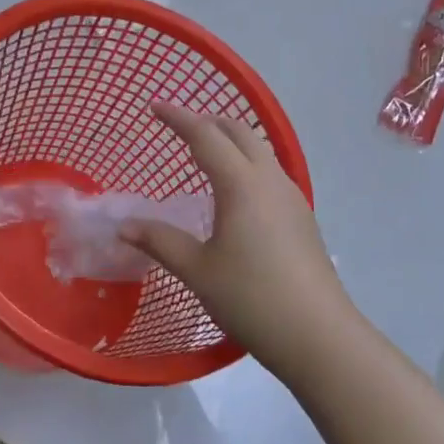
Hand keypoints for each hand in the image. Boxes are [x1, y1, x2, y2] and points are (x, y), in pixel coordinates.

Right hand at [121, 104, 353, 379]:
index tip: (154, 106)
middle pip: (239, 132)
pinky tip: (235, 195)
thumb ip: (160, 242)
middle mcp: (270, 180)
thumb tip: (124, 227)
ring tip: (205, 156)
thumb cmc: (252, 298)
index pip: (206, 135)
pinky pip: (270, 173)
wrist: (319, 337)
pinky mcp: (302, 218)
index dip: (178, 117)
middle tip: (179, 128)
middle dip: (208, 122)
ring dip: (231, 142)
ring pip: (260, 150)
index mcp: (241, 184)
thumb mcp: (198, 271)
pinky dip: (246, 165)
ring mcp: (292, 197)